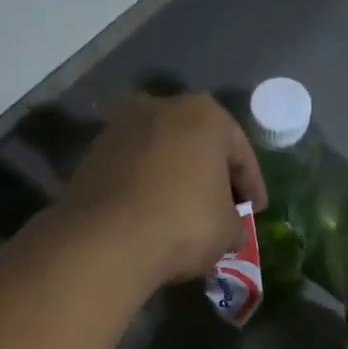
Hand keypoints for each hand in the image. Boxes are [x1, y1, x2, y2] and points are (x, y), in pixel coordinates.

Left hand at [57, 93, 266, 286]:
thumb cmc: (184, 224)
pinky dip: (144, 189)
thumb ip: (235, 224)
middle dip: (211, 175)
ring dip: (174, 179)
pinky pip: (131, 172)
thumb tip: (230, 231)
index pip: (240, 153)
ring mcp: (120, 129)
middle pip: (197, 145)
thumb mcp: (227, 231)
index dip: (252, 186)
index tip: (256, 211)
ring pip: (161, 155)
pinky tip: (150, 216)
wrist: (107, 240)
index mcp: (205, 115)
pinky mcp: (92, 156)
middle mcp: (160, 108)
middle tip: (221, 208)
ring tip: (183, 213)